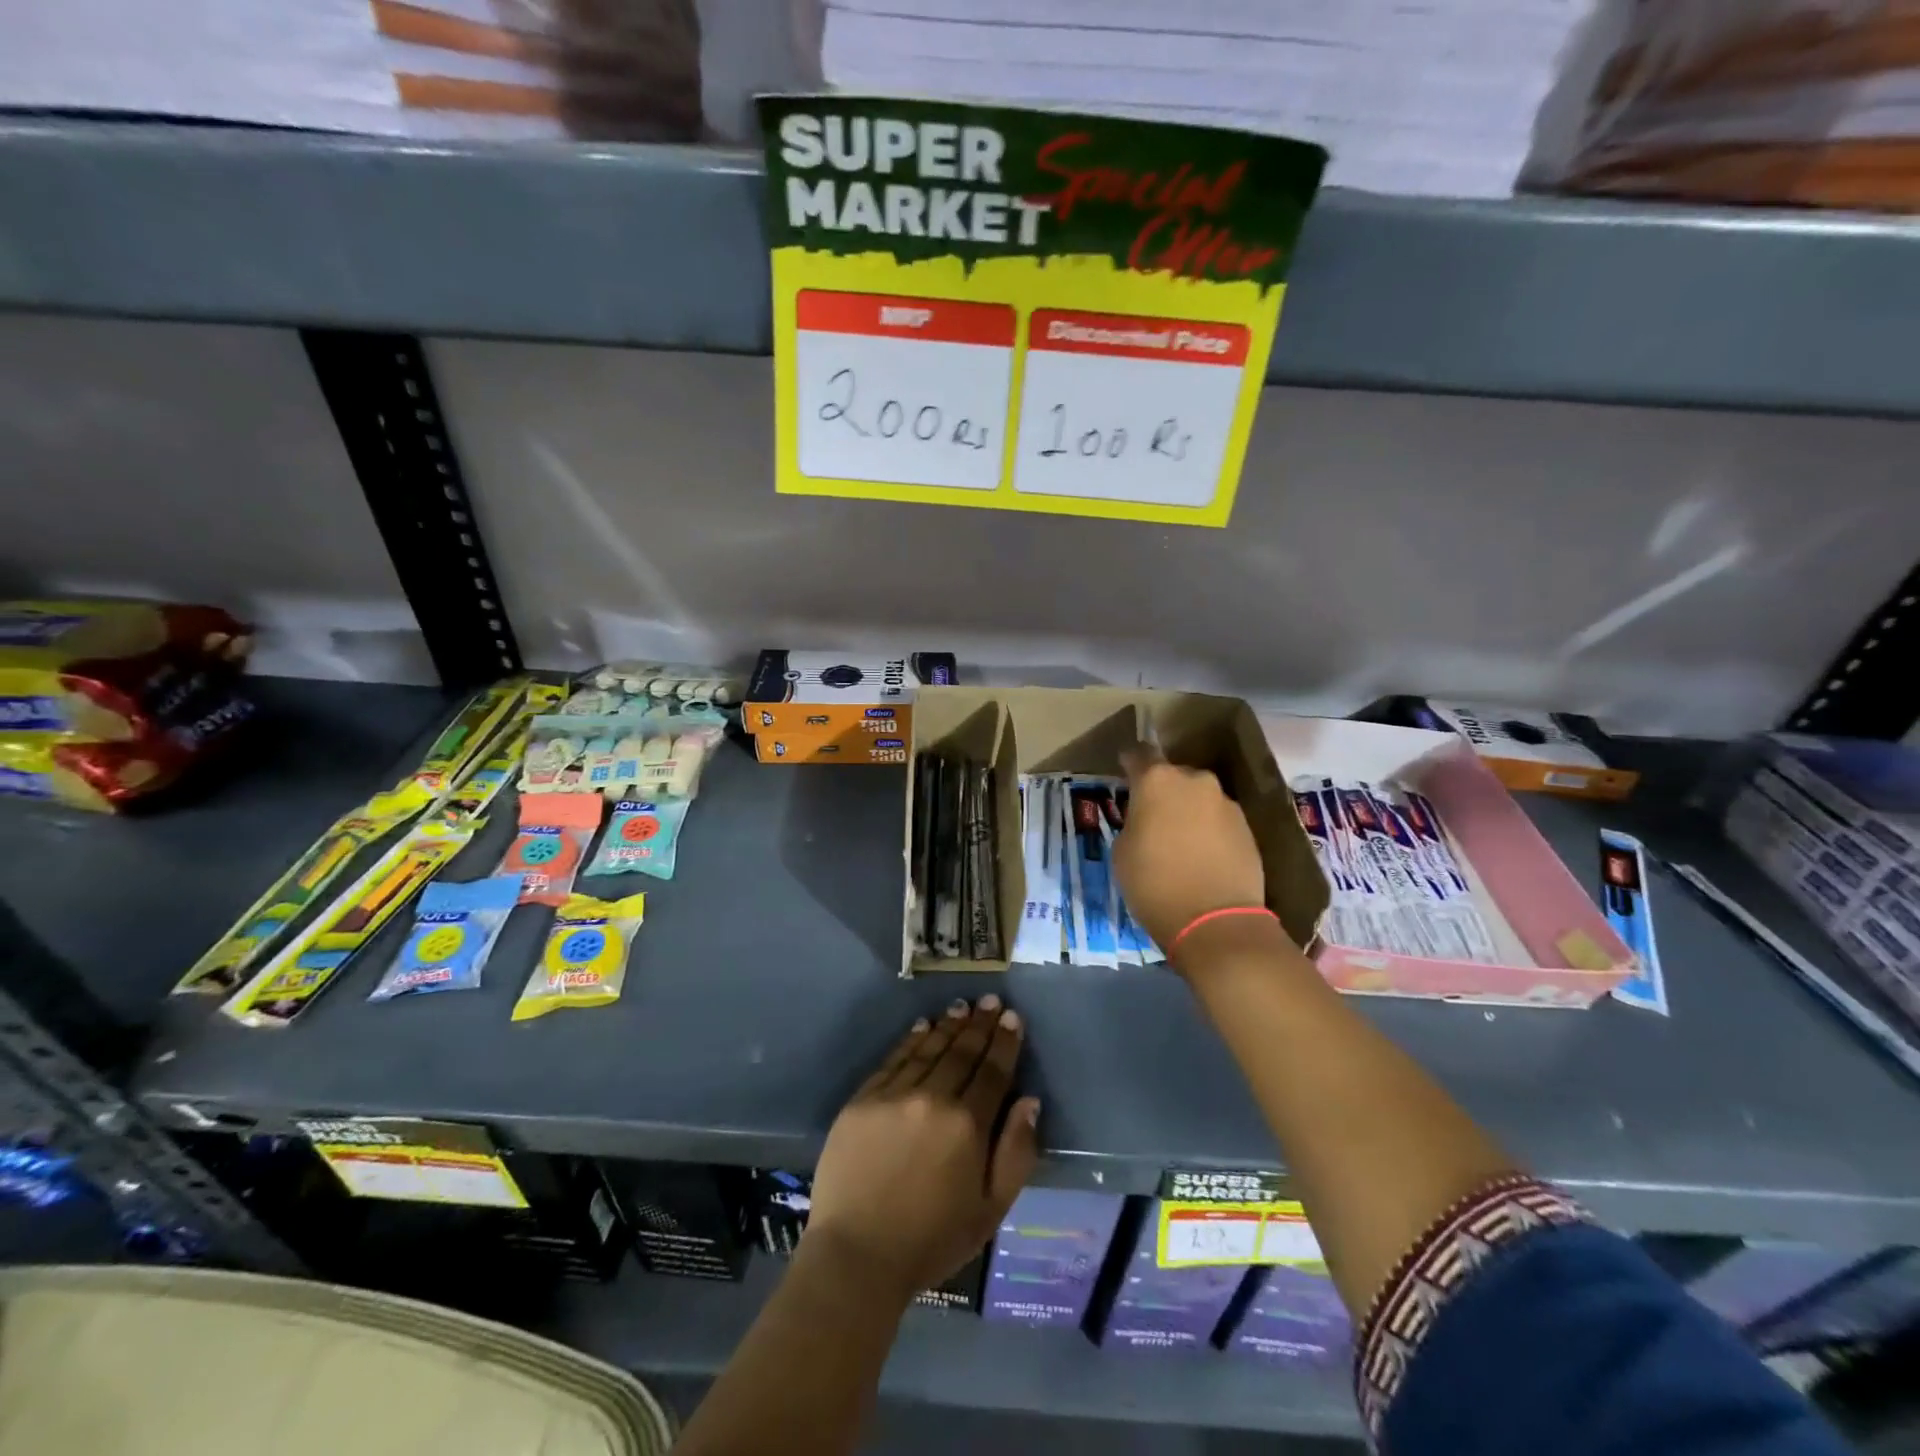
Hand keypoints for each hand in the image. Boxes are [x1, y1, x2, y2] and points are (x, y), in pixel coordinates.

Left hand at [805, 995, 1039, 1301]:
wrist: (857, 1256)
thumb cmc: (932, 1239)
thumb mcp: (991, 1210)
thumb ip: (1016, 1152)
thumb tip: (1028, 1101)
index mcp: (968, 1126)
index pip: (993, 1072)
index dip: (1005, 1043)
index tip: (1013, 1018)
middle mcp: (933, 1099)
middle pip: (962, 1053)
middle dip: (980, 1024)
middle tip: (991, 1001)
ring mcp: (894, 1095)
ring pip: (928, 1049)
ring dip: (948, 1025)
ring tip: (962, 1006)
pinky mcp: (863, 1099)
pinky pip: (894, 1059)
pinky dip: (911, 1039)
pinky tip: (922, 1026)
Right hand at [1115, 742, 1268, 954]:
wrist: (1216, 921)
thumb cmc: (1155, 883)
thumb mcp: (1123, 852)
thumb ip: (1134, 822)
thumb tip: (1146, 819)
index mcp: (1157, 780)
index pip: (1140, 754)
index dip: (1130, 764)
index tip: (1124, 774)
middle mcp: (1195, 781)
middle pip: (1174, 776)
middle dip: (1163, 791)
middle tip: (1152, 818)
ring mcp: (1226, 803)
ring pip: (1199, 798)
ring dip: (1188, 811)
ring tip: (1180, 841)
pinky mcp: (1248, 827)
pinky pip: (1218, 820)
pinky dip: (1208, 831)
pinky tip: (1202, 856)